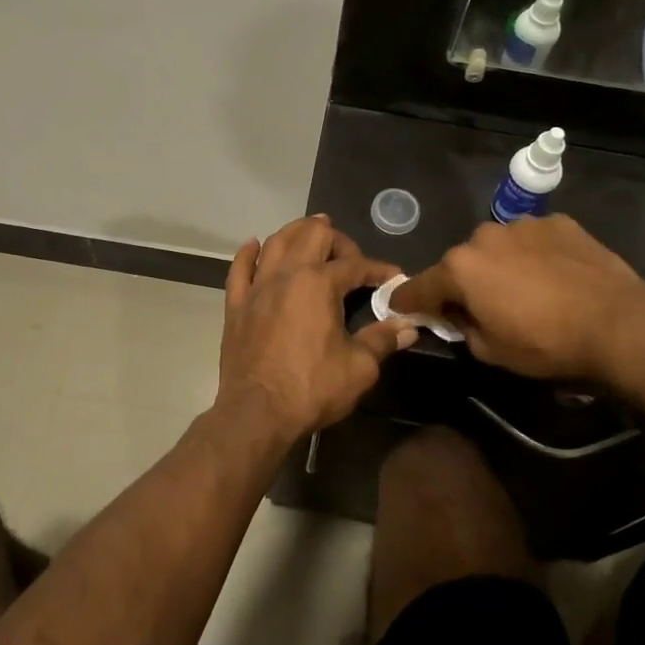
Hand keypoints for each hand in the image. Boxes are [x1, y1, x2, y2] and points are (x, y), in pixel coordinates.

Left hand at [216, 216, 415, 441]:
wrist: (257, 412)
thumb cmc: (312, 388)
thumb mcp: (359, 367)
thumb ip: (382, 340)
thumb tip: (408, 326)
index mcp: (319, 284)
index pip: (355, 265)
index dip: (379, 269)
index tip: (394, 278)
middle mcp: (287, 274)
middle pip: (312, 234)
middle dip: (336, 238)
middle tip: (350, 257)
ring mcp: (257, 287)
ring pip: (275, 242)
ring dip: (295, 232)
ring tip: (309, 233)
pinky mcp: (236, 305)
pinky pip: (239, 269)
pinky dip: (247, 253)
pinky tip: (253, 246)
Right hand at [389, 215, 644, 379]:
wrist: (618, 322)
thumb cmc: (546, 342)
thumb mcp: (491, 352)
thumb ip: (463, 329)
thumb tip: (459, 317)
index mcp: (460, 268)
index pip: (419, 286)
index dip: (407, 300)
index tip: (399, 307)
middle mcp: (483, 236)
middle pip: (461, 263)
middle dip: (464, 283)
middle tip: (482, 307)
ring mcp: (522, 224)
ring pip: (498, 247)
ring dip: (500, 265)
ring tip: (526, 290)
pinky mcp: (557, 222)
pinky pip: (532, 240)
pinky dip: (534, 255)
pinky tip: (555, 276)